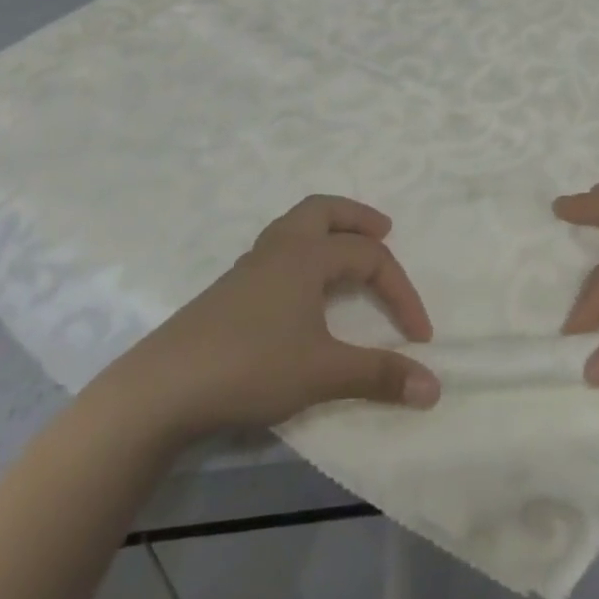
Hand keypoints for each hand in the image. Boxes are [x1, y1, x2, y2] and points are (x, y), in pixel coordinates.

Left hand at [103, 196, 440, 439]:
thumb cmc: (251, 367)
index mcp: (307, 255)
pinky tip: (302, 287)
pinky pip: (278, 250)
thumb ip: (379, 376)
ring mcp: (250, 267)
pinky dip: (303, 251)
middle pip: (324, 210)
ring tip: (346, 252)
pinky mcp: (230, 289)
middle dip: (358, 217)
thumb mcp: (323, 373)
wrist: (163, 387)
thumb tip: (435, 388)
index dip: (402, 292)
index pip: (370, 258)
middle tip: (385, 230)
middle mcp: (280, 249)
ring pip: (296, 226)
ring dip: (328, 230)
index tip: (420, 337)